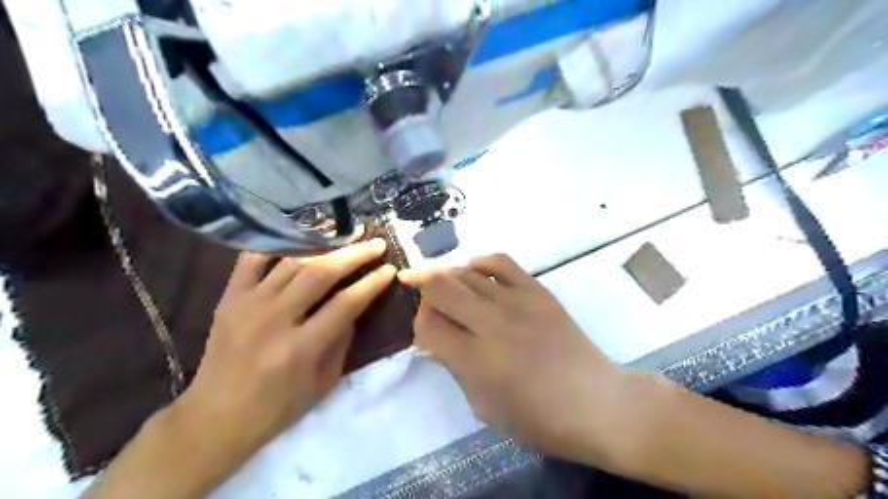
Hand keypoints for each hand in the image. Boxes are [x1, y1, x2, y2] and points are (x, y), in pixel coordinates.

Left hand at [177, 240, 393, 461]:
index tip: (390, 269)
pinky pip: (252, 259)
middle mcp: (274, 320)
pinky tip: (301, 238)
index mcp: (300, 349)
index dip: (372, 283)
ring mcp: (248, 305)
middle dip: (354, 255)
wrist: (215, 418)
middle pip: (321, 273)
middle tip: (376, 243)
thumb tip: (356, 304)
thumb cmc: (278, 407)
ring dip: (325, 246)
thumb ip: (342, 339)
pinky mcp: (229, 298)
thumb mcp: (324, 381)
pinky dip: (278, 246)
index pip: (346, 304)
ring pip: (292, 262)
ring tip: (347, 235)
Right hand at [399, 256, 627, 464]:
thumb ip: (455, 368)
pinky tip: (473, 273)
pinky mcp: (537, 291)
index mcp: (476, 360)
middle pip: (440, 286)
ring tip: (442, 284)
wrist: (595, 402)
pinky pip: (500, 262)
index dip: (417, 324)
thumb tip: (436, 339)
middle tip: (416, 292)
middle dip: (420, 286)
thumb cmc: (538, 419)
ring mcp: (517, 302)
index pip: (427, 325)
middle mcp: (492, 323)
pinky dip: (479, 263)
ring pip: (465, 272)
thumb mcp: (484, 408)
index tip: (423, 329)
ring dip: (446, 276)